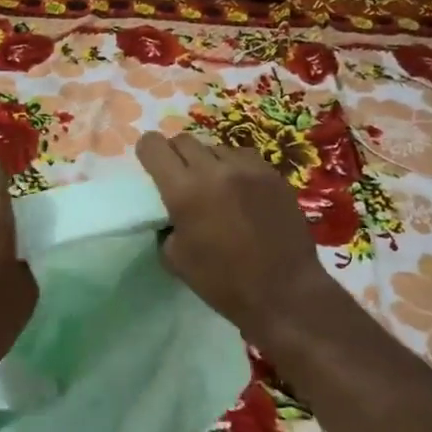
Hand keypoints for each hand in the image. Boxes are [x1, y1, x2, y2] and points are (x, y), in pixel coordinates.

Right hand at [137, 130, 331, 340]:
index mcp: (184, 190)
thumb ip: (167, 223)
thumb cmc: (223, 282)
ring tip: (214, 186)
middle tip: (180, 177)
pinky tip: (240, 190)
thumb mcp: (175, 258)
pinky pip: (243, 157)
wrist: (284, 292)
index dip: (147, 151)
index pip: (154, 145)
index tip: (150, 164)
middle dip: (175, 155)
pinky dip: (234, 167)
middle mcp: (214, 169)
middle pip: (183, 140)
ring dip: (207, 161)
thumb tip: (171, 211)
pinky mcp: (272, 173)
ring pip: (215, 146)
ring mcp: (247, 168)